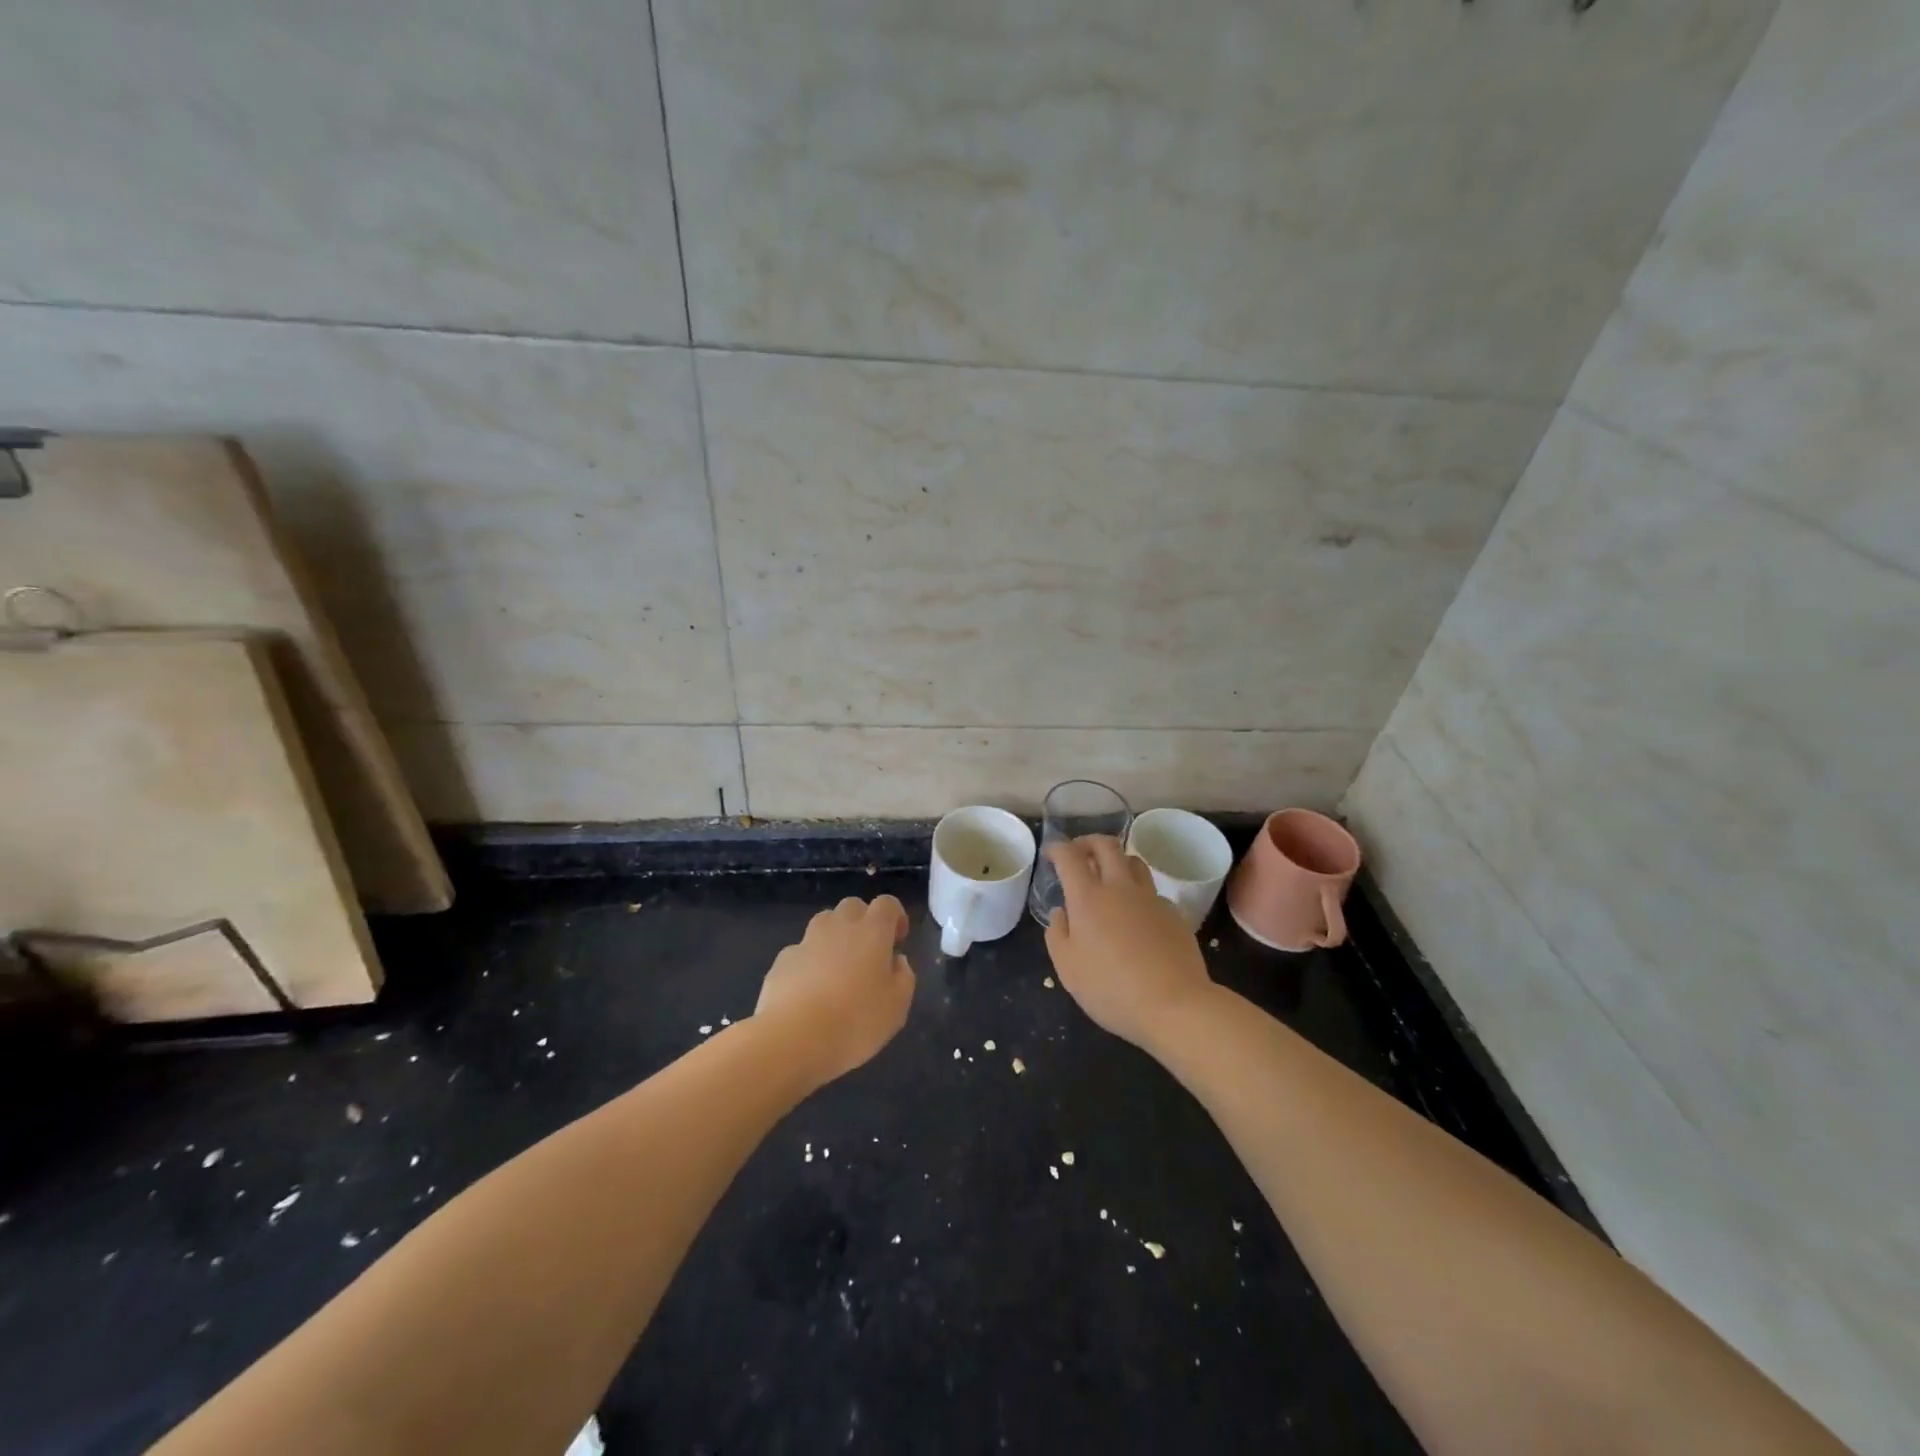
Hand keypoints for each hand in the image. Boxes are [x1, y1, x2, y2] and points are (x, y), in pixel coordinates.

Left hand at [756, 895, 915, 1084]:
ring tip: (838, 969)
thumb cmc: (855, 1020)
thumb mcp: (897, 1007)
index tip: (897, 941)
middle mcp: (839, 927)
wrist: (792, 1038)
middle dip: (863, 921)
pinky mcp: (782, 961)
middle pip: (853, 906)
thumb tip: (897, 961)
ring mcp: (806, 941)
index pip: (887, 904)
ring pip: (824, 923)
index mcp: (872, 932)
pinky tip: (809, 991)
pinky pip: (801, 951)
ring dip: (834, 937)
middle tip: (868, 953)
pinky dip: (809, 962)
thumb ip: (903, 977)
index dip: (895, 917)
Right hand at [1043, 836, 1215, 1052]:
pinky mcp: (1173, 914)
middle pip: (1106, 845)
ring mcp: (1150, 898)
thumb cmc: (1111, 989)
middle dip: (1088, 842)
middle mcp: (1120, 888)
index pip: (1069, 856)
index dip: (1057, 848)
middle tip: (1079, 853)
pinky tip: (1135, 914)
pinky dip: (1138, 892)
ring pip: (1134, 861)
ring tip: (1109, 876)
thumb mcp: (1068, 968)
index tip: (1050, 853)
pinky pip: (1152, 891)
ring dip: (1117, 860)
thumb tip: (1060, 912)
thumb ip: (1057, 934)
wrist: (1175, 1005)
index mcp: (1088, 897)